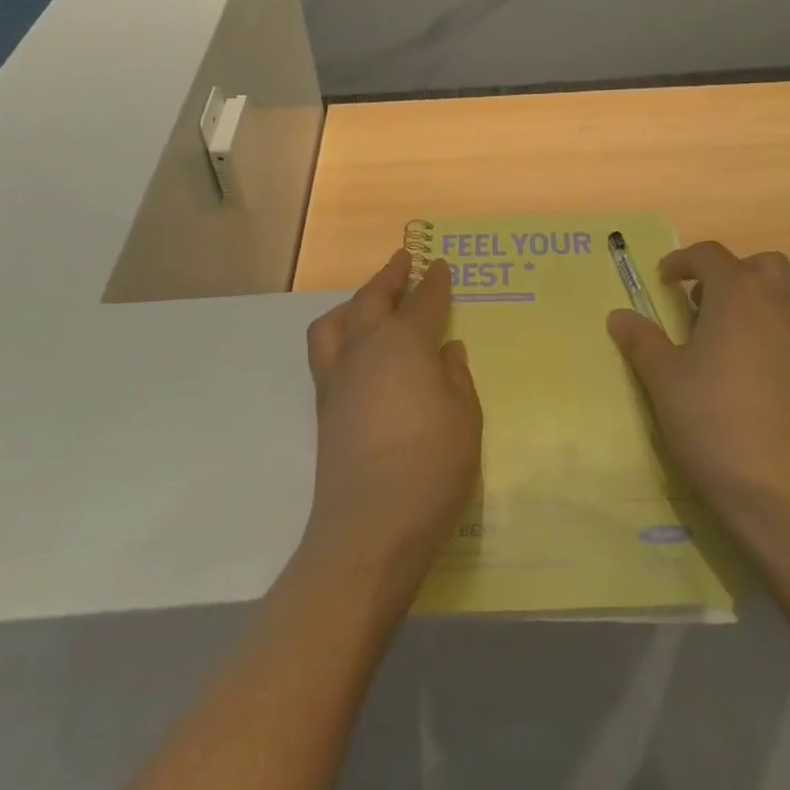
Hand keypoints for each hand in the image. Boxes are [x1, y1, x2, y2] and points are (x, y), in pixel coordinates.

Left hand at [301, 252, 481, 588]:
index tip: (441, 265)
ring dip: (355, 302)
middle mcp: (366, 349)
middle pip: (373, 300)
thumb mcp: (465, 418)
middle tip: (403, 261)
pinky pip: (325, 350)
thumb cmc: (431, 467)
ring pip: (337, 321)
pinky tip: (355, 349)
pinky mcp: (324, 406)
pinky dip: (339, 333)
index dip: (435, 282)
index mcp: (405, 344)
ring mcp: (338, 378)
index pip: (423, 302)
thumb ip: (456, 377)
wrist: (369, 528)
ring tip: (369, 301)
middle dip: (390, 277)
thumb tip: (446, 350)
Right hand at [608, 241, 789, 533]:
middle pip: (762, 265)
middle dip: (732, 273)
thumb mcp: (664, 379)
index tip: (666, 280)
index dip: (683, 261)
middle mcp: (783, 302)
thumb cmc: (714, 421)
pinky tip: (766, 374)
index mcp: (739, 293)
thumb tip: (619, 315)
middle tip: (705, 305)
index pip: (710, 255)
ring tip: (736, 338)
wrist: (785, 490)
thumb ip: (642, 340)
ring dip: (763, 301)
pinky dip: (784, 335)